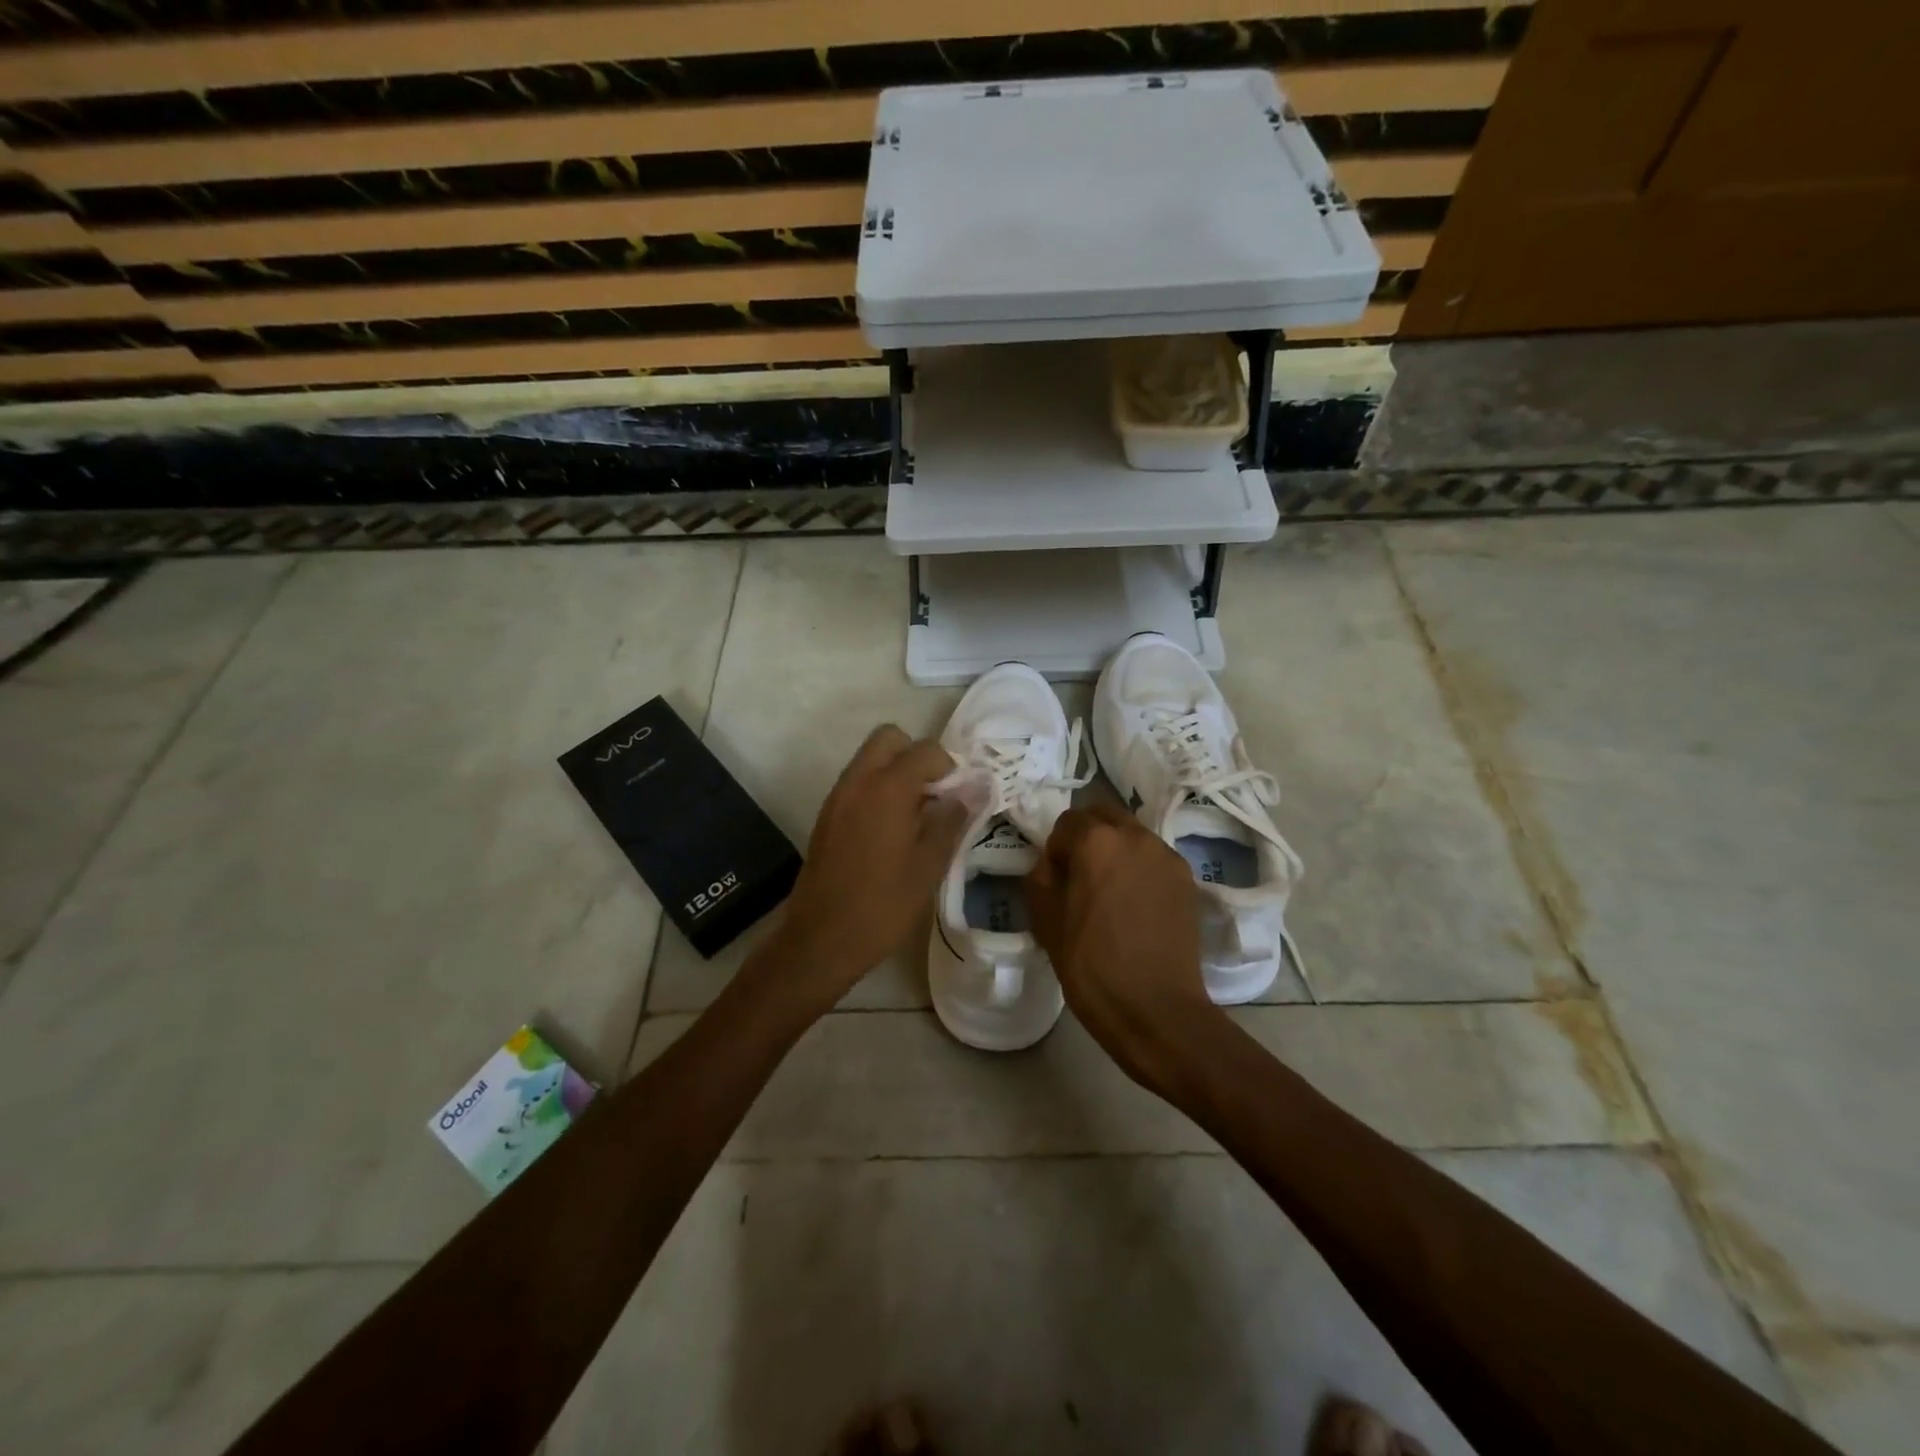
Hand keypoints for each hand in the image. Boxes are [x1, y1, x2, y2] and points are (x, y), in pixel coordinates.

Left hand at [774, 724, 971, 1009]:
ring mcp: (837, 797)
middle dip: (916, 756)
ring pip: (870, 759)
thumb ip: (953, 818)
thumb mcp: (929, 864)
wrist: (821, 939)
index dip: (949, 768)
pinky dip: (877, 790)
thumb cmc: (883, 904)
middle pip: (890, 739)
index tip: (958, 800)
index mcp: (887, 788)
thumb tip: (978, 786)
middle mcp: (858, 781)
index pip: (925, 750)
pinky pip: (857, 783)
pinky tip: (891, 832)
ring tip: (916, 817)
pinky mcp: (827, 816)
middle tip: (934, 796)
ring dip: (896, 772)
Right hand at [1025, 801, 1227, 1098]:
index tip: (1056, 882)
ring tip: (1110, 893)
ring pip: (1132, 834)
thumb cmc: (1090, 966)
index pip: (1066, 822)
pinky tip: (1135, 906)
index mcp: (1096, 841)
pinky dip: (1140, 868)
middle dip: (1087, 836)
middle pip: (1104, 815)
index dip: (1056, 850)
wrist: (1156, 1010)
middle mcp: (1135, 836)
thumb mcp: (1045, 921)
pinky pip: (1154, 858)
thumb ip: (1041, 878)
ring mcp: (1166, 855)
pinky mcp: (1187, 879)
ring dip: (1116, 850)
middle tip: (1080, 877)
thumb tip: (1052, 865)